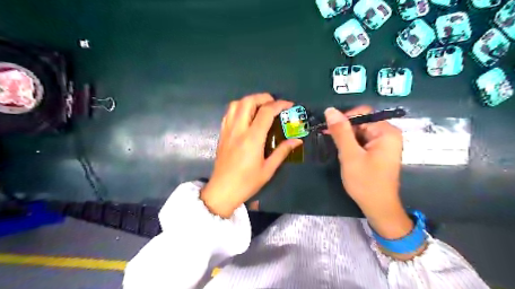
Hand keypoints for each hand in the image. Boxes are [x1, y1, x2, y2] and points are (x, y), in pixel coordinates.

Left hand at [200, 94, 304, 217]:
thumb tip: (297, 140)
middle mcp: (238, 130)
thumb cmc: (247, 182)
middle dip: (263, 97)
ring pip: (236, 104)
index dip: (279, 105)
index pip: (266, 112)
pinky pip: (229, 113)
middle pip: (248, 101)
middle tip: (274, 103)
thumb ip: (282, 151)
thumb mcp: (268, 169)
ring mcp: (228, 130)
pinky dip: (239, 108)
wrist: (223, 190)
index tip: (289, 105)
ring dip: (250, 101)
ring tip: (260, 107)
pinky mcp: (222, 134)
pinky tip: (246, 116)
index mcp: (252, 138)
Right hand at [325, 107, 412, 238]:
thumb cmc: (365, 182)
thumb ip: (340, 132)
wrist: (378, 207)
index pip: (362, 114)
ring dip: (347, 138)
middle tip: (332, 142)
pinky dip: (352, 145)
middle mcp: (388, 134)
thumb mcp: (350, 155)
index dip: (344, 119)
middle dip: (345, 131)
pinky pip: (363, 140)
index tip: (329, 130)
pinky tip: (346, 154)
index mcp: (386, 132)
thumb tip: (330, 110)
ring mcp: (384, 143)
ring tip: (339, 151)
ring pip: (360, 132)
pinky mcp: (379, 151)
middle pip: (361, 122)